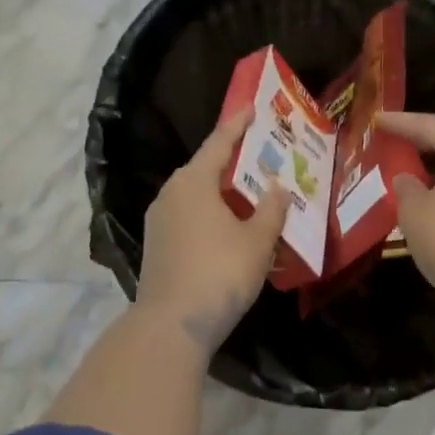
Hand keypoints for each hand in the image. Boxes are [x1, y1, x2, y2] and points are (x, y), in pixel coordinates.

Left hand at [136, 107, 291, 354]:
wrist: (171, 326)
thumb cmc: (219, 273)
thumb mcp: (257, 240)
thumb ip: (271, 209)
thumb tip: (277, 186)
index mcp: (193, 181)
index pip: (219, 142)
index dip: (238, 124)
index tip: (252, 107)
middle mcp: (171, 193)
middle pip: (206, 167)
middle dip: (234, 160)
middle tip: (262, 154)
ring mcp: (160, 220)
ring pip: (196, 194)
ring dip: (222, 191)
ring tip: (251, 192)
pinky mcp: (157, 245)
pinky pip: (189, 215)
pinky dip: (211, 212)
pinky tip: (229, 227)